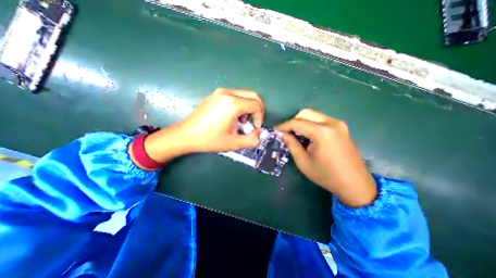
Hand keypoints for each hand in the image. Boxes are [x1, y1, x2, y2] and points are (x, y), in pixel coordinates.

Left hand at [141, 87, 262, 162]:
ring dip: (248, 108)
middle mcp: (227, 93)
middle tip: (252, 123)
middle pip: (252, 96)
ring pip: (244, 95)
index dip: (260, 117)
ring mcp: (220, 92)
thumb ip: (252, 140)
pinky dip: (239, 105)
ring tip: (241, 122)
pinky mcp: (215, 95)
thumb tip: (259, 135)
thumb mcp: (234, 143)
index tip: (254, 128)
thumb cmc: (209, 139)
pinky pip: (234, 96)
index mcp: (233, 103)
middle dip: (257, 110)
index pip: (257, 105)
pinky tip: (232, 117)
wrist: (185, 135)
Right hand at [275, 110, 376, 206]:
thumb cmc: (326, 175)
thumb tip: (282, 134)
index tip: (275, 130)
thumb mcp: (303, 162)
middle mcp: (331, 123)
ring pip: (314, 115)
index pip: (297, 123)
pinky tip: (307, 135)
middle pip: (306, 113)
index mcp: (322, 132)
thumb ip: (292, 144)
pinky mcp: (341, 127)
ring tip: (295, 134)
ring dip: (301, 122)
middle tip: (286, 132)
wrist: (355, 184)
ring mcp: (338, 124)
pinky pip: (321, 120)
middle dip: (293, 121)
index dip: (284, 125)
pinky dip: (310, 124)